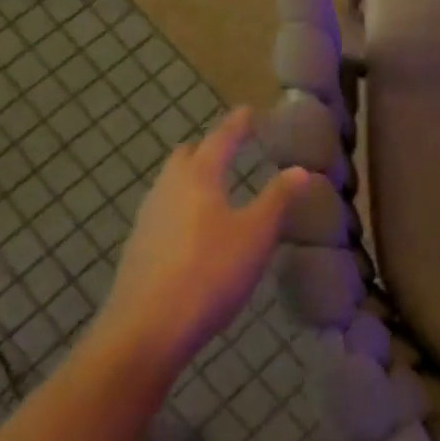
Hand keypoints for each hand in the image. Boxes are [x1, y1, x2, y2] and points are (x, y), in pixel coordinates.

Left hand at [100, 108, 310, 367]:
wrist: (146, 329)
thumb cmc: (210, 272)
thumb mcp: (256, 234)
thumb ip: (278, 199)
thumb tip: (301, 169)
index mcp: (199, 176)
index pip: (221, 138)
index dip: (237, 124)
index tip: (248, 111)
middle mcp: (168, 187)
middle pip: (187, 156)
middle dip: (209, 148)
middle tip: (231, 150)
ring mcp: (148, 217)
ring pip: (171, 183)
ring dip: (193, 178)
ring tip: (216, 189)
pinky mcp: (139, 247)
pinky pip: (165, 211)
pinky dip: (183, 207)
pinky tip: (196, 231)